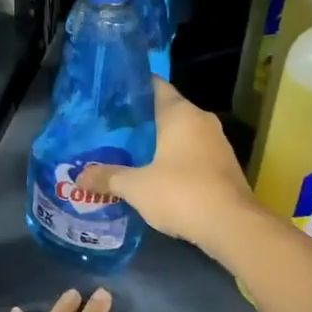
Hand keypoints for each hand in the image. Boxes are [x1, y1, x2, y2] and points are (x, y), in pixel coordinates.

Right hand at [80, 78, 260, 254]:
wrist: (232, 226)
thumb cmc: (181, 193)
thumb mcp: (137, 187)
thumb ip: (108, 177)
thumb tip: (79, 177)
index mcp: (181, 113)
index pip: (156, 86)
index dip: (134, 88)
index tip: (111, 96)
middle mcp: (202, 120)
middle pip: (167, 110)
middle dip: (142, 120)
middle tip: (112, 129)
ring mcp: (217, 143)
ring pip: (182, 134)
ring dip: (159, 142)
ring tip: (129, 152)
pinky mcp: (224, 166)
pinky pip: (193, 153)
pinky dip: (175, 159)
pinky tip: (156, 174)